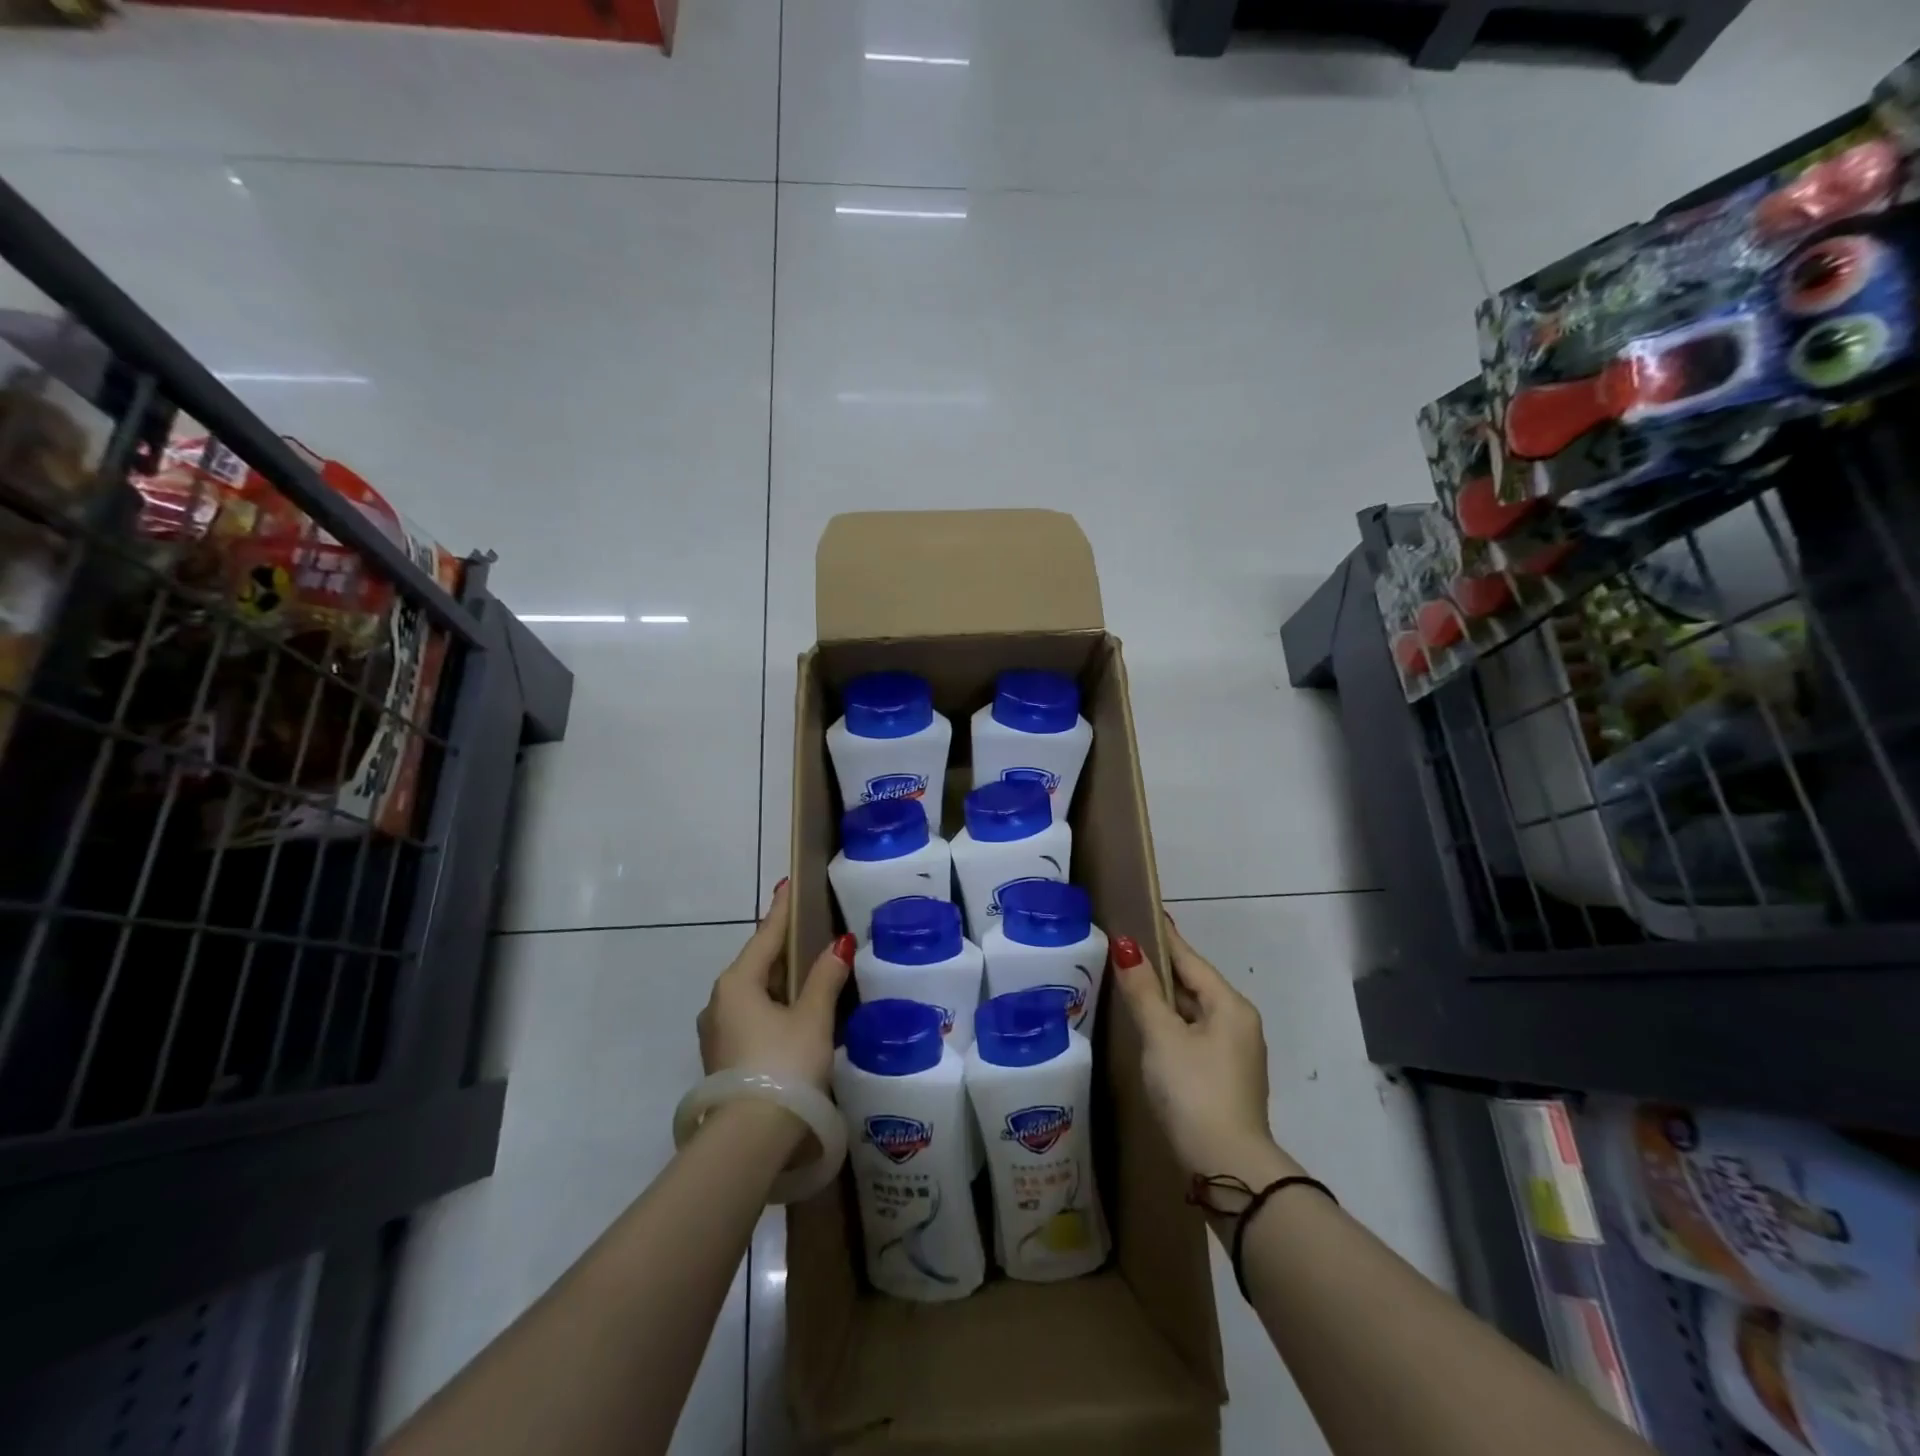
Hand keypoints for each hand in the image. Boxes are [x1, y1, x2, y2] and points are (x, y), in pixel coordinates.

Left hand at [698, 880, 851, 1092]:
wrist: (749, 1139)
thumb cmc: (783, 1065)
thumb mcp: (812, 1018)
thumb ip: (825, 978)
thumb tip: (840, 944)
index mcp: (737, 983)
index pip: (766, 935)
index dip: (782, 910)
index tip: (788, 885)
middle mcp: (719, 1002)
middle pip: (757, 964)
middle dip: (782, 948)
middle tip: (806, 929)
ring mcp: (717, 1032)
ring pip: (753, 993)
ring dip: (778, 980)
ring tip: (805, 971)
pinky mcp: (723, 1058)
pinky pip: (751, 1016)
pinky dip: (773, 1006)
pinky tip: (792, 1012)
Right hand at [1110, 916, 1293, 1183]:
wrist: (1227, 1169)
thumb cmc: (1193, 1090)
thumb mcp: (1162, 1036)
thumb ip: (1143, 990)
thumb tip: (1127, 946)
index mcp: (1229, 1006)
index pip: (1190, 960)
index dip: (1165, 937)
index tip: (1146, 912)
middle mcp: (1238, 1024)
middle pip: (1194, 985)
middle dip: (1163, 969)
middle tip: (1127, 948)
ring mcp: (1234, 1055)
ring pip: (1194, 1013)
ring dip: (1166, 1000)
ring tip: (1132, 983)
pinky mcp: (1224, 1080)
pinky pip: (1193, 1037)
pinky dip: (1172, 1025)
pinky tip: (1150, 1029)